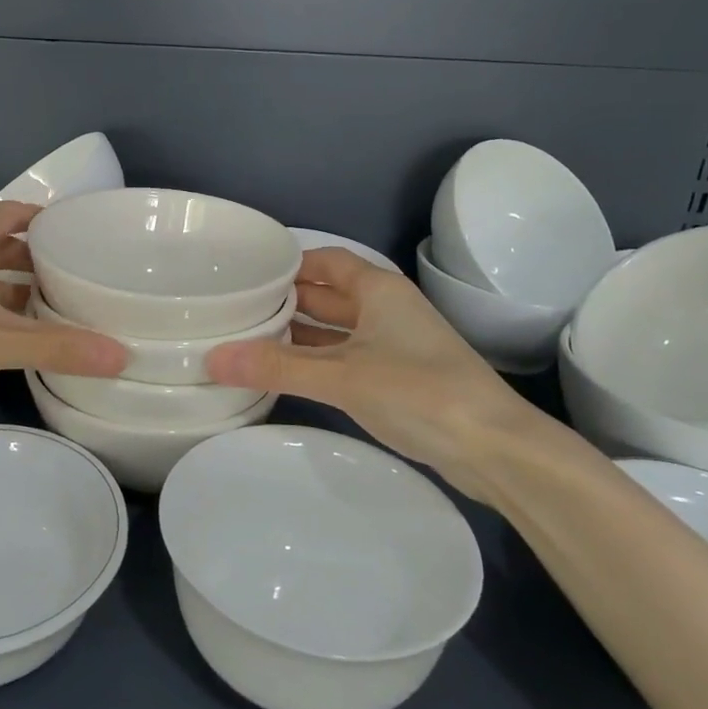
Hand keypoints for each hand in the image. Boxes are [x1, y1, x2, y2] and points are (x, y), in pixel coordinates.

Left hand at [0, 200, 126, 418]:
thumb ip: (57, 346)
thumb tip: (124, 356)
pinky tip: (17, 337)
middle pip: (5, 244)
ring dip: (17, 290)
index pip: (19, 212)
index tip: (88, 239)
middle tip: (86, 281)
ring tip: (61, 310)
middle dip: (41, 261)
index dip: (52, 222)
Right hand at [203, 247, 542, 501]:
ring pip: (337, 329)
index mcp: (377, 289)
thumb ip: (277, 367)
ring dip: (301, 334)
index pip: (325, 260)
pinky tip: (288, 374)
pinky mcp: (398, 378)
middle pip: (328, 294)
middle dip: (287, 300)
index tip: (245, 273)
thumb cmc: (419, 391)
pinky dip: (318, 360)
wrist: (495, 448)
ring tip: (251, 339)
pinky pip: (347, 357)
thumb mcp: (342, 376)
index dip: (288, 263)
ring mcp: (394, 345)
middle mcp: (386, 309)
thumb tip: (212, 358)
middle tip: (236, 309)